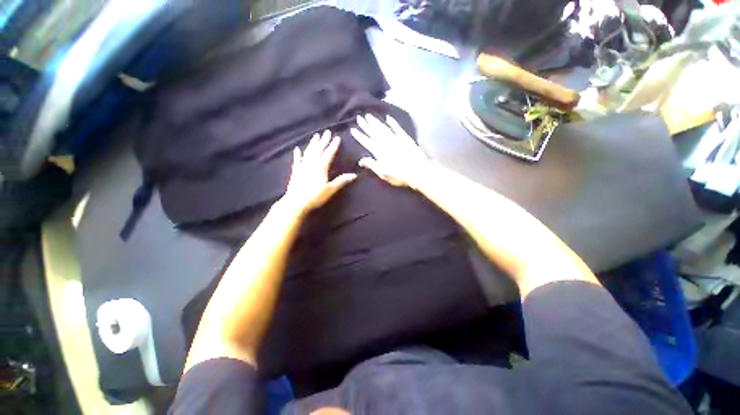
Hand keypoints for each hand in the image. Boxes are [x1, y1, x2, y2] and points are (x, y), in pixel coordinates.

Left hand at [283, 130, 356, 214]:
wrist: (296, 202)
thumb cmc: (315, 196)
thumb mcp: (331, 189)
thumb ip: (341, 181)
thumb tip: (354, 175)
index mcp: (321, 167)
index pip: (329, 154)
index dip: (333, 146)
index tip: (337, 137)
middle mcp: (311, 163)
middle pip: (318, 149)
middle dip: (323, 141)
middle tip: (326, 132)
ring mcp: (302, 166)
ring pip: (308, 152)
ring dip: (312, 144)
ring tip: (315, 136)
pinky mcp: (296, 171)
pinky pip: (297, 160)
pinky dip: (298, 154)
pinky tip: (297, 149)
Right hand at [350, 114, 429, 188]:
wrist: (417, 170)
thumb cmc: (399, 175)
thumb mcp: (383, 173)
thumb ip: (371, 165)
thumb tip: (360, 160)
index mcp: (379, 151)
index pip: (366, 142)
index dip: (359, 135)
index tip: (353, 129)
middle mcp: (386, 142)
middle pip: (373, 132)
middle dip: (365, 125)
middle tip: (359, 117)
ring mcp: (396, 139)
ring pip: (383, 128)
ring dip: (375, 122)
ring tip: (369, 116)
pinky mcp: (405, 138)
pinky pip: (397, 128)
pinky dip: (392, 122)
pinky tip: (388, 118)